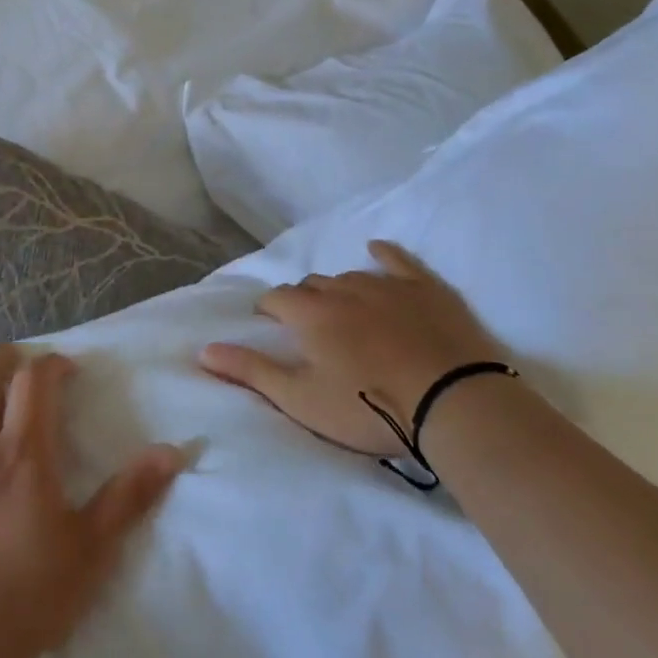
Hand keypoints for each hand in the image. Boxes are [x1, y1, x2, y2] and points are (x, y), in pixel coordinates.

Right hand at [198, 240, 505, 456]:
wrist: (453, 402)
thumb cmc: (370, 406)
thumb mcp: (302, 399)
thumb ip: (251, 371)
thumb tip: (204, 349)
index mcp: (311, 314)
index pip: (277, 299)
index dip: (269, 310)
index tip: (270, 325)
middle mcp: (343, 288)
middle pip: (312, 285)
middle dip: (303, 300)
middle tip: (309, 327)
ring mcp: (387, 284)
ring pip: (349, 275)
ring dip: (339, 288)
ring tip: (343, 310)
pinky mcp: (425, 287)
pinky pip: (398, 260)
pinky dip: (384, 255)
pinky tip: (376, 251)